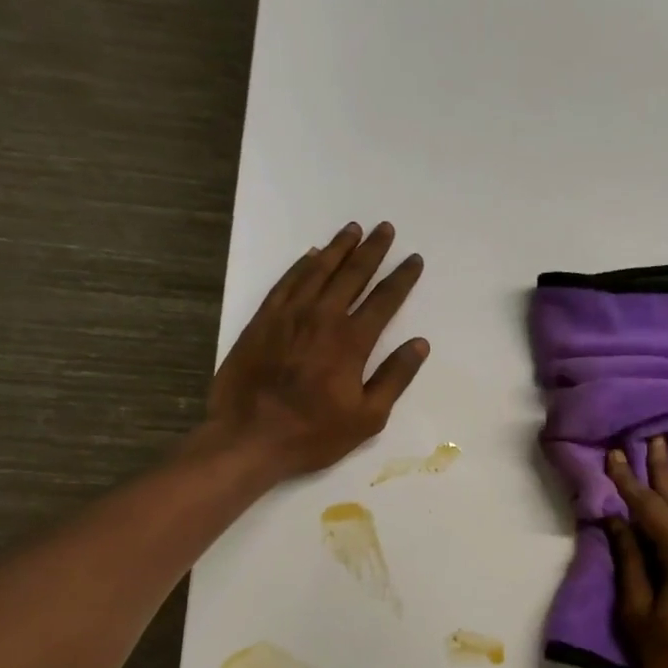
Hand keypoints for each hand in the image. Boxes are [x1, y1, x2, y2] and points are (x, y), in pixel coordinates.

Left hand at [207, 221, 427, 479]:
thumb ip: (395, 378)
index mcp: (351, 342)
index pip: (384, 300)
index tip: (414, 259)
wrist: (248, 437)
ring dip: (338, 248)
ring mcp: (288, 315)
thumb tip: (419, 344)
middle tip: (386, 229)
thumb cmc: (313, 434)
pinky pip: (287, 282)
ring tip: (353, 230)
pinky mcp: (262, 320)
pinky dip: (302, 265)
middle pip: (352, 274)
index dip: (402, 278)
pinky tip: (311, 255)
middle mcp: (321, 317)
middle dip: (372, 250)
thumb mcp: (367, 417)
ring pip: (317, 270)